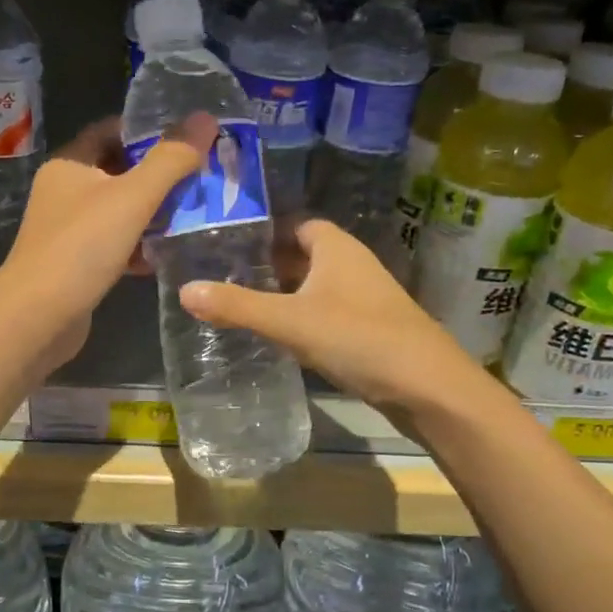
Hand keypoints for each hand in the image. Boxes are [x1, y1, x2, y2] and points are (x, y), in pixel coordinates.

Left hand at [0, 114, 217, 374]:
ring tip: (196, 215)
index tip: (189, 139)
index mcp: (70, 164)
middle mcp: (65, 191)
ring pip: (120, 211)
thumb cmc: (81, 248)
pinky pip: (116, 244)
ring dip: (154, 214)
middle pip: (120, 172)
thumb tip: (205, 118)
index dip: (149, 131)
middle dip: (160, 176)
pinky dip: (140, 246)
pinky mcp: (78, 263)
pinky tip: (167, 255)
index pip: (112, 130)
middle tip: (202, 178)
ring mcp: (69, 230)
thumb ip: (171, 159)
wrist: (37, 319)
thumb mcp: (132, 197)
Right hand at [179, 219, 489, 425]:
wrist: (428, 387)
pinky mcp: (369, 329)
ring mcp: (364, 299)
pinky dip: (302, 319)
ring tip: (242, 306)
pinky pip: (326, 313)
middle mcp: (352, 265)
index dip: (265, 232)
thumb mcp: (290, 321)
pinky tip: (279, 337)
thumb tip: (184, 289)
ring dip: (284, 294)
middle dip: (268, 265)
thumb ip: (238, 306)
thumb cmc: (359, 338)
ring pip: (315, 287)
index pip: (296, 225)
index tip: (228, 245)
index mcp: (336, 248)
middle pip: (303, 256)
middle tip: (224, 277)